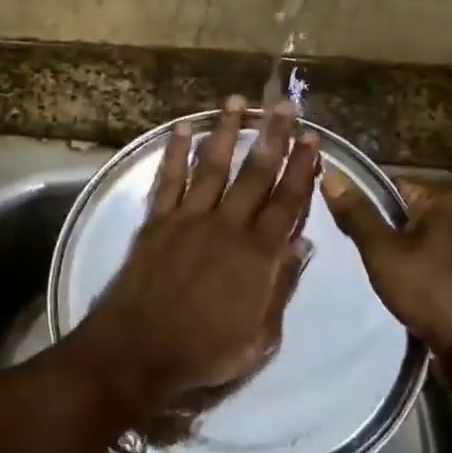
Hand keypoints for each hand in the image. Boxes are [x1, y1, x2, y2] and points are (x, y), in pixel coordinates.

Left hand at [74, 97, 318, 409]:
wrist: (139, 350)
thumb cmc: (204, 352)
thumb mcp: (259, 337)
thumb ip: (281, 287)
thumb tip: (302, 246)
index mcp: (258, 255)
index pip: (288, 202)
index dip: (302, 169)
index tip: (312, 139)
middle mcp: (227, 226)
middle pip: (255, 174)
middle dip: (273, 136)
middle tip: (283, 104)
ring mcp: (189, 218)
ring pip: (213, 166)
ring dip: (226, 131)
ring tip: (236, 100)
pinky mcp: (157, 221)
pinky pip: (169, 179)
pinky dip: (175, 152)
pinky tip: (182, 127)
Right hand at [322, 172, 451, 351]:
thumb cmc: (428, 288)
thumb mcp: (383, 250)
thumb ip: (356, 212)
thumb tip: (330, 174)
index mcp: (445, 195)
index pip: (388, 185)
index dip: (363, 206)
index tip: (346, 228)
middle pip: (401, 208)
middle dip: (378, 229)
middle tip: (358, 251)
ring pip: (412, 232)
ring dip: (393, 248)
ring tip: (375, 267)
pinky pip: (426, 251)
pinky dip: (410, 262)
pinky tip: (397, 280)